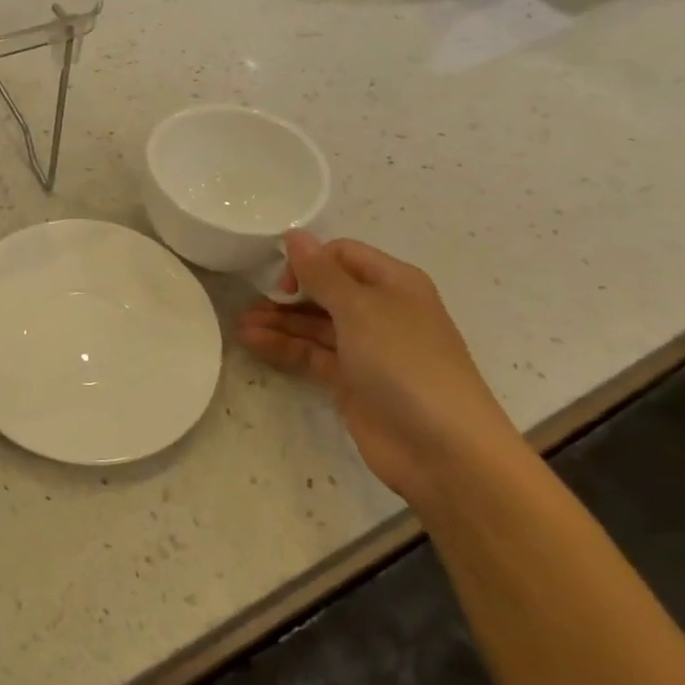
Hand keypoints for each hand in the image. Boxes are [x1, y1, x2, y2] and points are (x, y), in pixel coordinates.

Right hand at [238, 232, 524, 506]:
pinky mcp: (352, 381)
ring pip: (315, 324)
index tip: (283, 282)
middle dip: (288, 293)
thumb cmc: (405, 363)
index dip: (310, 262)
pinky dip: (284, 347)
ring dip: (279, 321)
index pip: (342, 255)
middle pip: (325, 290)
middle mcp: (381, 311)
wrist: (444, 450)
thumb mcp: (360, 308)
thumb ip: (321, 272)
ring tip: (240, 325)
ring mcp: (366, 348)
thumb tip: (294, 234)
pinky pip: (312, 354)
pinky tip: (253, 343)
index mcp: (393, 283)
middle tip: (250, 303)